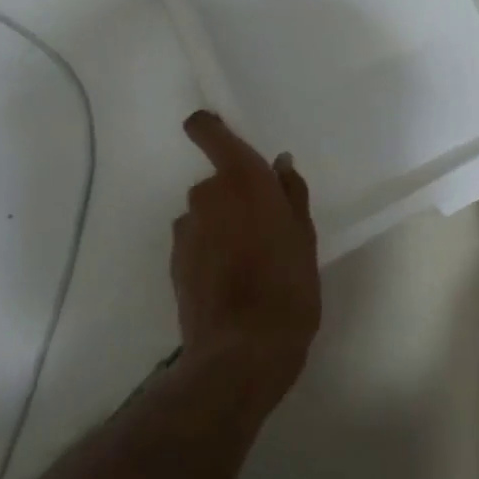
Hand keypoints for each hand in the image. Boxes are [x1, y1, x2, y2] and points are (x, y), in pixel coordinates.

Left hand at [172, 111, 320, 404]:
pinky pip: (196, 242)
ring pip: (206, 215)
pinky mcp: (174, 263)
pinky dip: (210, 252)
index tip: (218, 133)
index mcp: (241, 178)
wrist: (243, 351)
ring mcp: (185, 230)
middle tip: (266, 229)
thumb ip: (290, 193)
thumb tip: (279, 164)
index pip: (207, 131)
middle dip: (236, 197)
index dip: (208, 127)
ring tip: (250, 263)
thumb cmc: (288, 284)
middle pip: (217, 182)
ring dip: (222, 227)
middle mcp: (205, 195)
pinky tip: (232, 282)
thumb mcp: (304, 236)